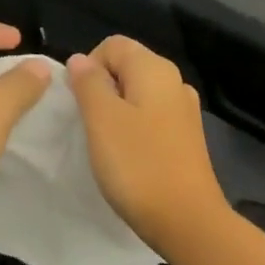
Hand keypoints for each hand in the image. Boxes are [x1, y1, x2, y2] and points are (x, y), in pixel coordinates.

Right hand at [65, 36, 232, 258]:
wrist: (185, 219)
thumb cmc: (138, 166)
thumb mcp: (102, 120)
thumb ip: (88, 84)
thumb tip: (80, 60)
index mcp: (155, 69)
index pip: (113, 45)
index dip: (87, 66)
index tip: (78, 103)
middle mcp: (175, 83)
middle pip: (127, 68)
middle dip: (101, 90)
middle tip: (87, 126)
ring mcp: (184, 113)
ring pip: (138, 96)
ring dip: (115, 113)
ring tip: (104, 144)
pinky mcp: (186, 140)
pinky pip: (151, 120)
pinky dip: (134, 131)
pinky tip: (127, 158)